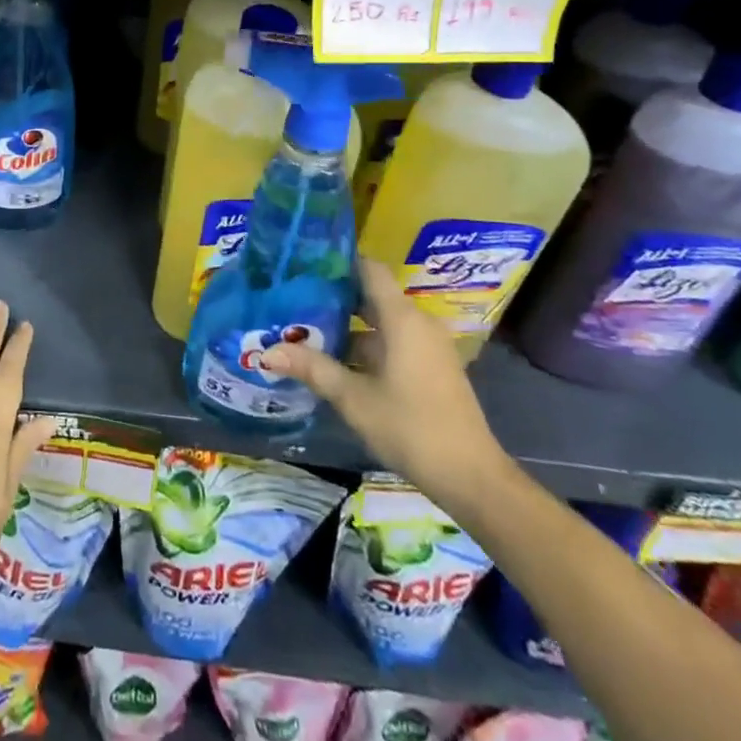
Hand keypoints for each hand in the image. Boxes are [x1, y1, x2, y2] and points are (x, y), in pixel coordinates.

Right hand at [261, 257, 512, 508]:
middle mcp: (418, 323)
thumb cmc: (411, 427)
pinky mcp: (431, 368)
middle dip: (334, 296)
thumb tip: (267, 352)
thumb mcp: (354, 398)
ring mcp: (427, 347)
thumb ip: (312, 369)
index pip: (369, 269)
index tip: (305, 262)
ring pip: (381, 322)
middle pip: (372, 295)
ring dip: (348, 325)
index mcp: (402, 319)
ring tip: (306, 328)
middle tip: (294, 297)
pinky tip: (336, 360)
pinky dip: (366, 344)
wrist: (472, 478)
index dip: (339, 262)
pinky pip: (393, 342)